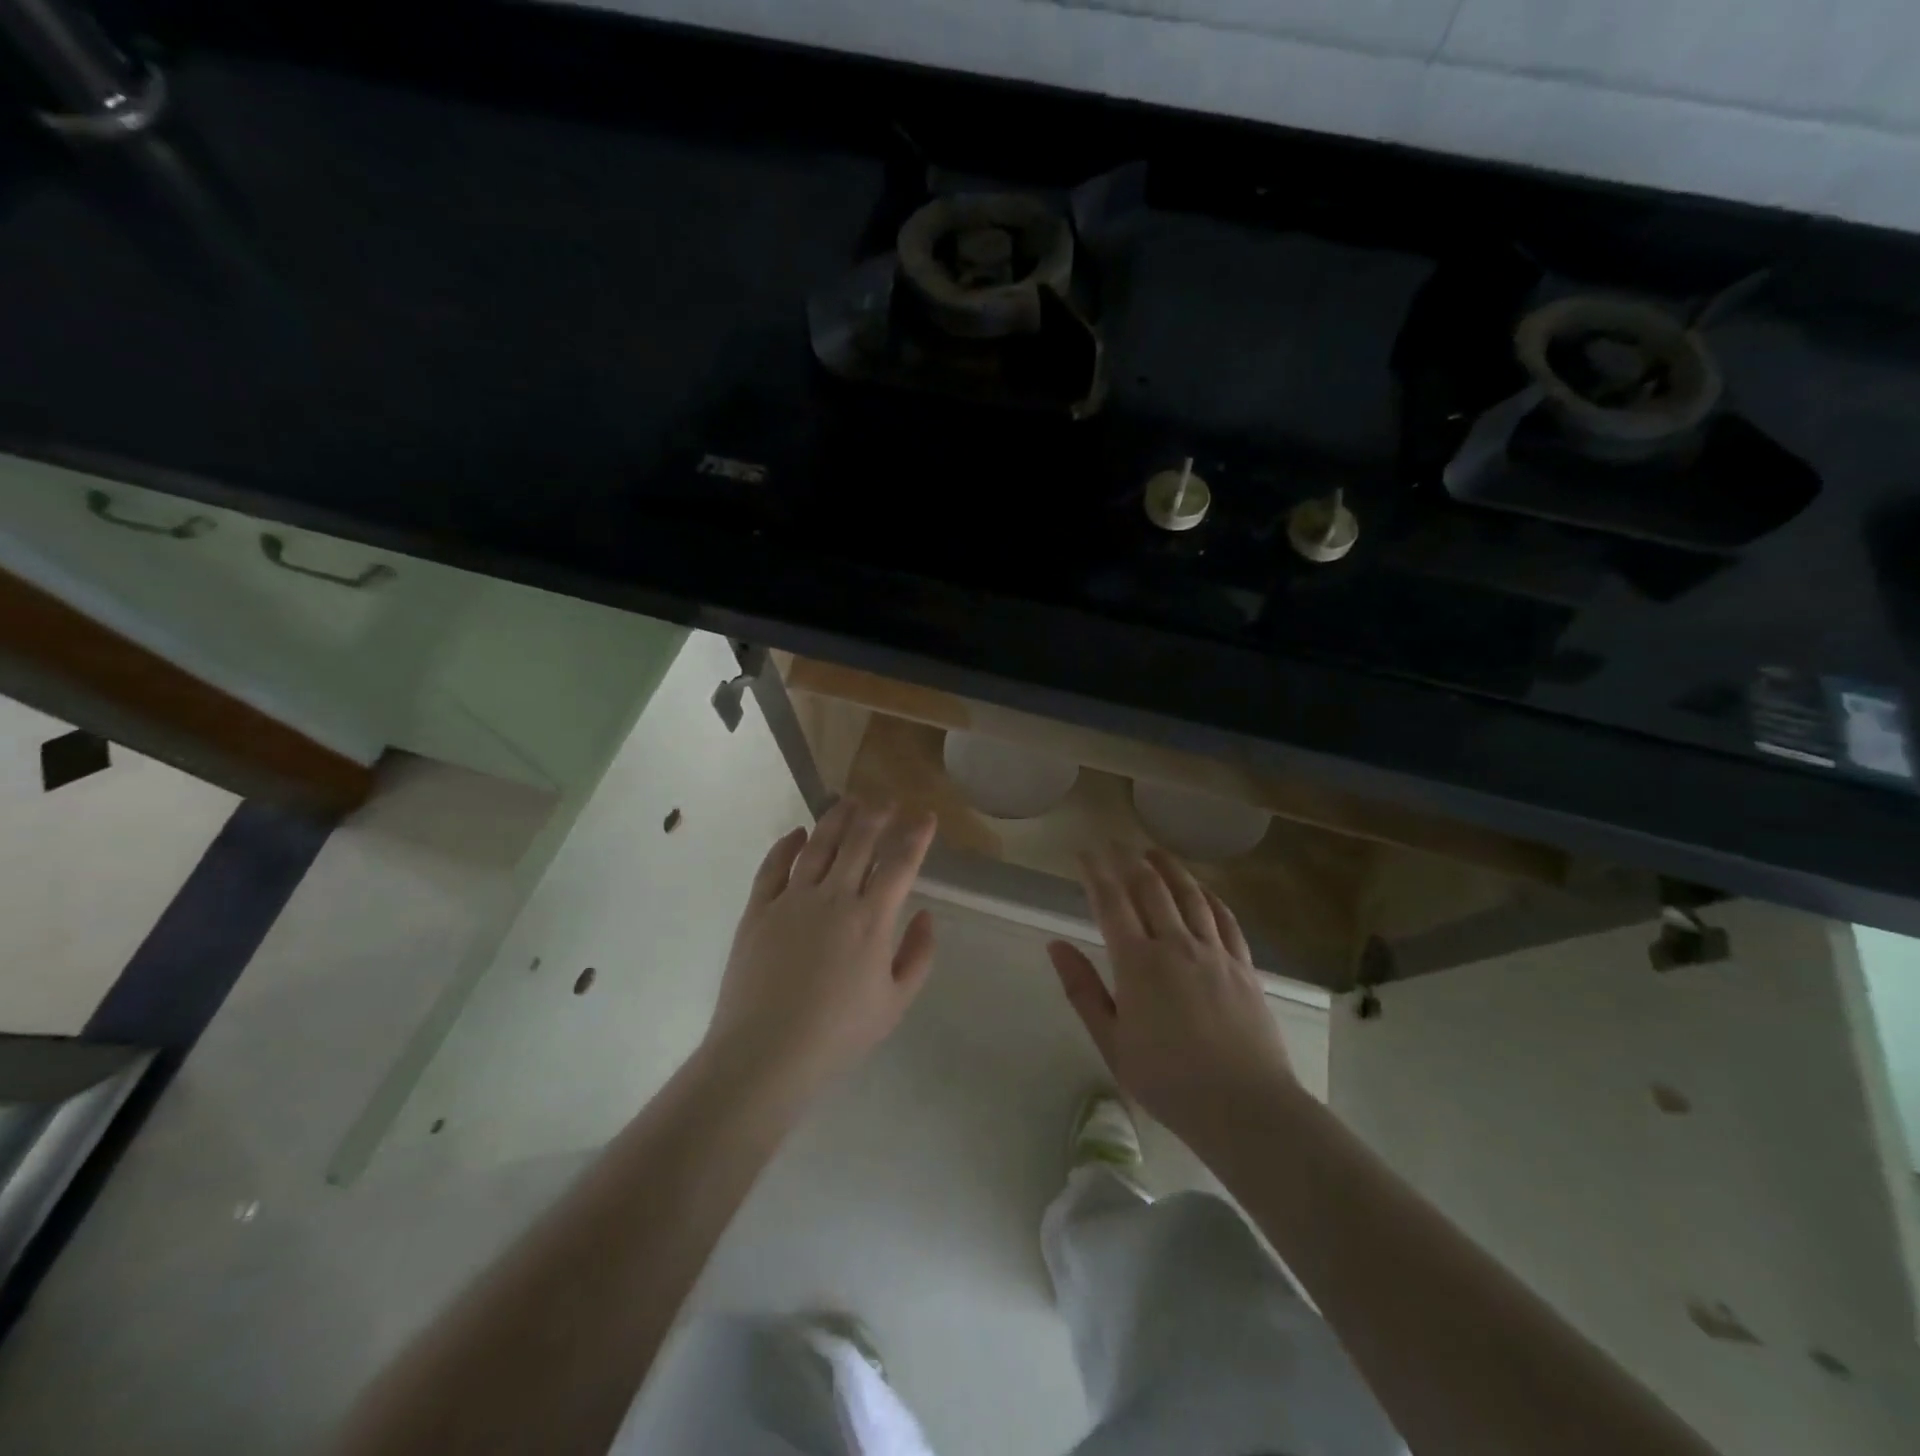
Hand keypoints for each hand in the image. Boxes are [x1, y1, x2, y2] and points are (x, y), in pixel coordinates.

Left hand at [705, 797, 937, 1097]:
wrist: (765, 1053)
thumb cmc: (838, 1034)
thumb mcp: (895, 1003)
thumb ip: (918, 956)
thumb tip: (925, 914)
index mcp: (871, 919)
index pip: (900, 863)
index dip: (916, 835)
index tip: (925, 815)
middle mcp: (834, 897)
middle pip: (859, 842)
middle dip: (877, 815)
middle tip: (887, 801)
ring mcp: (792, 900)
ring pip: (818, 845)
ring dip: (836, 819)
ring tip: (849, 801)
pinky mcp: (758, 910)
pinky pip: (773, 866)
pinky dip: (786, 845)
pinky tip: (796, 833)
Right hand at [1050, 846, 1296, 1149]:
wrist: (1244, 1106)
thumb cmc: (1167, 1080)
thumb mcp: (1111, 1042)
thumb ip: (1082, 990)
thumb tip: (1056, 944)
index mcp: (1138, 963)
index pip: (1112, 902)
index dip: (1096, 873)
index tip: (1084, 852)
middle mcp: (1175, 945)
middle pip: (1151, 888)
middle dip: (1129, 860)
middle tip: (1115, 844)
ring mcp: (1214, 952)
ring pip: (1190, 895)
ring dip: (1169, 868)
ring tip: (1154, 851)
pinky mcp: (1243, 965)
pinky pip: (1225, 919)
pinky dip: (1210, 897)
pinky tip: (1203, 889)